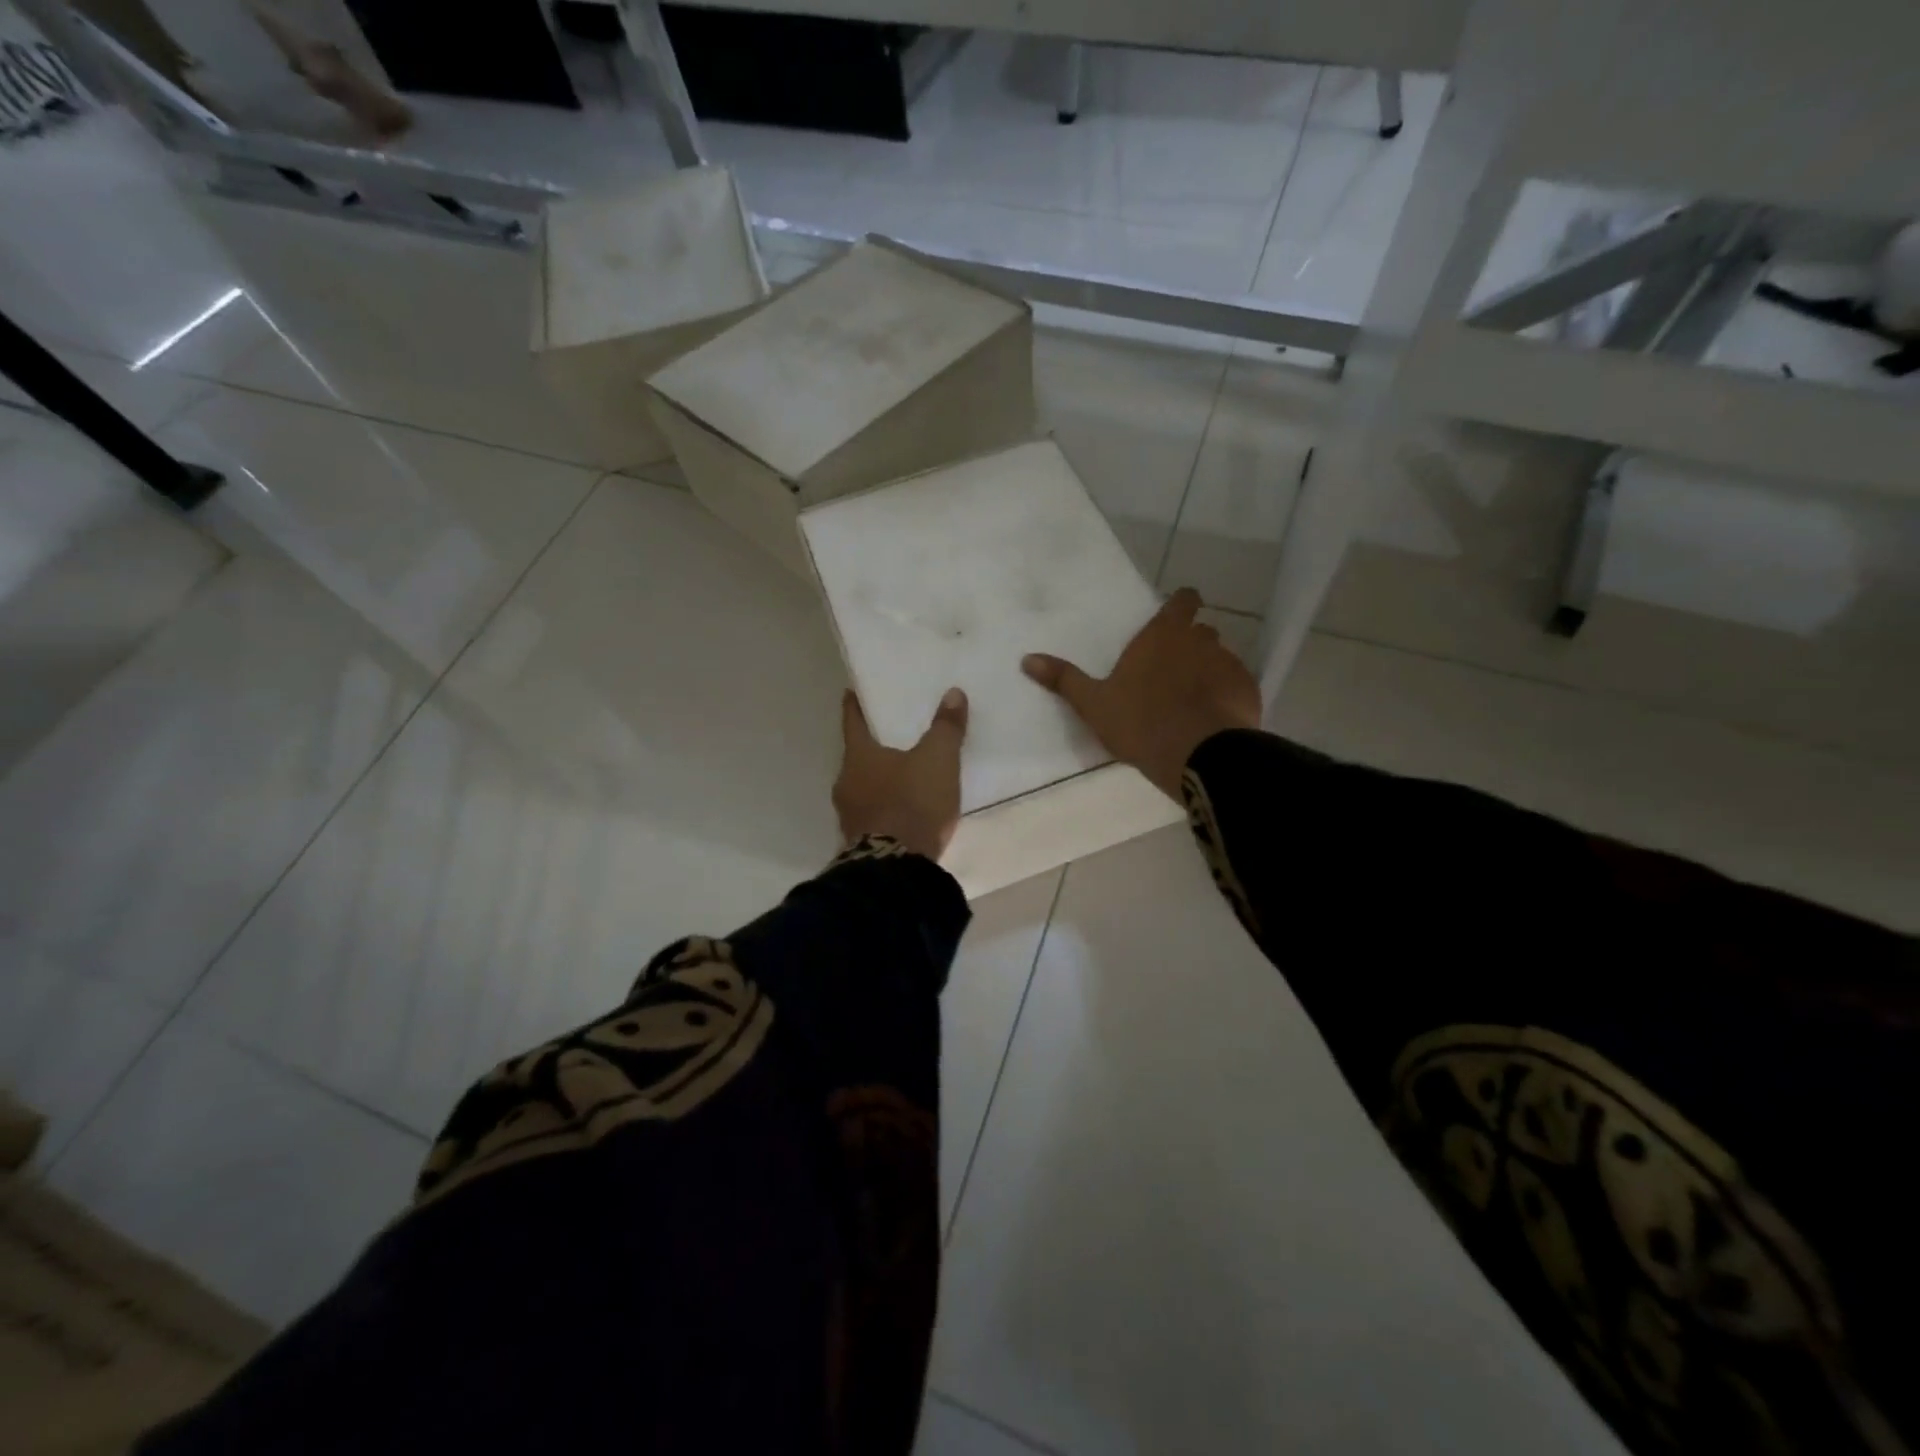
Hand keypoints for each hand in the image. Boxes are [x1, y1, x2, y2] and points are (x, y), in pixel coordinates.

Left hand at [833, 687, 968, 860]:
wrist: (897, 869)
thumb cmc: (913, 803)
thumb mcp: (938, 760)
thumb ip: (946, 728)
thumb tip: (953, 693)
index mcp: (858, 757)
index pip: (853, 722)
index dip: (855, 706)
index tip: (852, 693)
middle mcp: (846, 782)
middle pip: (858, 757)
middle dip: (872, 747)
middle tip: (890, 736)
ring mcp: (849, 816)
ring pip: (863, 787)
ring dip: (878, 781)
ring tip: (901, 775)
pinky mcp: (860, 842)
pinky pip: (872, 814)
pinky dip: (885, 807)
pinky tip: (902, 810)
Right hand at [1022, 588, 1260, 799]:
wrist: (1196, 754)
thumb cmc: (1140, 722)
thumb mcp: (1094, 703)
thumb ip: (1064, 679)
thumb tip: (1027, 659)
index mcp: (1163, 636)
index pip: (1183, 600)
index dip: (1182, 604)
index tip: (1177, 614)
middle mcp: (1200, 641)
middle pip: (1202, 631)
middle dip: (1191, 644)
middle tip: (1174, 671)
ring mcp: (1229, 665)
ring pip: (1220, 659)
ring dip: (1209, 672)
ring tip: (1193, 701)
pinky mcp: (1248, 691)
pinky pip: (1237, 686)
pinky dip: (1226, 696)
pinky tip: (1213, 719)